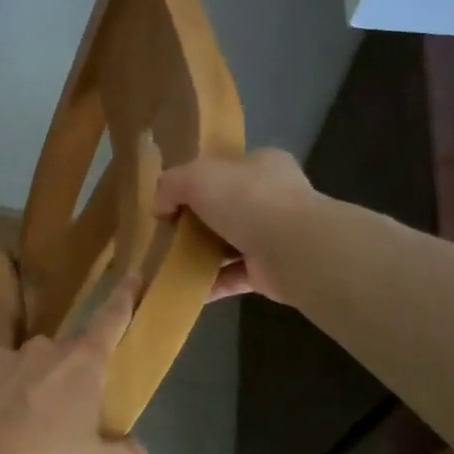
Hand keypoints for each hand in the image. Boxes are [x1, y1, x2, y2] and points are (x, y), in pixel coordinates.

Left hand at [0, 279, 149, 453]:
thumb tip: (128, 445)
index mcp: (80, 365)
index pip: (109, 321)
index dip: (124, 298)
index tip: (132, 274)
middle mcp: (39, 352)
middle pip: (65, 354)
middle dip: (72, 377)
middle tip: (71, 420)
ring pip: (26, 369)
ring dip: (33, 391)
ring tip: (26, 437)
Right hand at [155, 148, 315, 302]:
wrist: (293, 249)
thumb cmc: (247, 199)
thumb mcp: (196, 176)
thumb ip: (171, 184)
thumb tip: (160, 207)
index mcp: (262, 165)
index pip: (227, 168)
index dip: (199, 181)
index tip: (173, 199)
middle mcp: (273, 198)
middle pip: (226, 207)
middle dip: (198, 221)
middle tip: (169, 233)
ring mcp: (275, 236)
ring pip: (229, 243)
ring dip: (202, 254)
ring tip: (169, 263)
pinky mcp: (271, 271)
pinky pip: (232, 276)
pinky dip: (209, 283)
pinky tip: (183, 288)